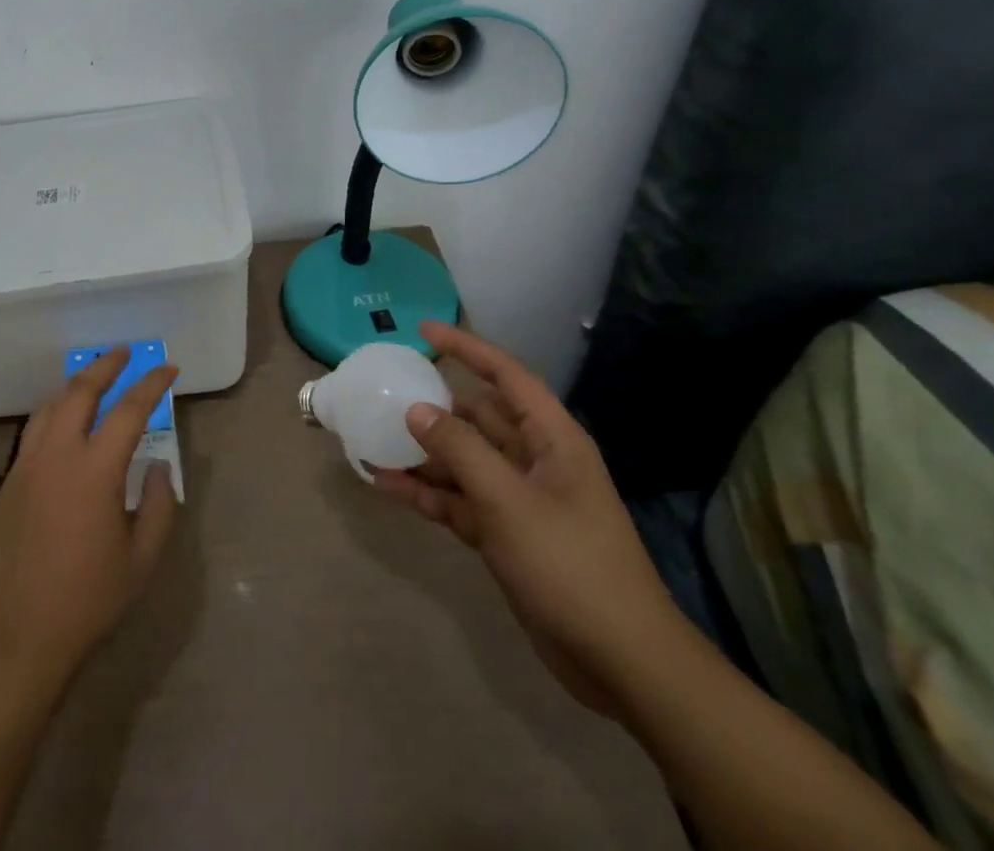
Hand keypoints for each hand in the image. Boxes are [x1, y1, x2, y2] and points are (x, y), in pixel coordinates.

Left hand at [0, 348, 179, 700]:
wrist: (11, 640)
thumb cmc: (85, 604)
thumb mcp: (139, 562)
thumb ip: (157, 507)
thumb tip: (158, 467)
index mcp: (94, 470)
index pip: (129, 410)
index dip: (151, 384)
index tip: (168, 368)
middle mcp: (56, 455)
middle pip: (79, 391)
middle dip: (104, 365)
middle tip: (123, 353)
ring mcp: (24, 467)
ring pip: (49, 407)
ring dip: (73, 386)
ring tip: (91, 380)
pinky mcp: (5, 486)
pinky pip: (32, 434)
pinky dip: (53, 416)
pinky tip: (62, 430)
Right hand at [373, 321, 685, 718]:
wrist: (620, 662)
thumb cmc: (570, 564)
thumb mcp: (508, 500)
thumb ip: (460, 449)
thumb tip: (417, 410)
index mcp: (551, 439)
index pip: (506, 376)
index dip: (466, 349)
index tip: (423, 332)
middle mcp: (535, 461)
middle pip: (477, 418)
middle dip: (434, 406)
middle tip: (386, 393)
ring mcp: (519, 500)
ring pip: (462, 461)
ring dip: (422, 454)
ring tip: (373, 438)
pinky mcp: (505, 535)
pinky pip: (457, 500)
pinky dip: (426, 493)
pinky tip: (386, 485)